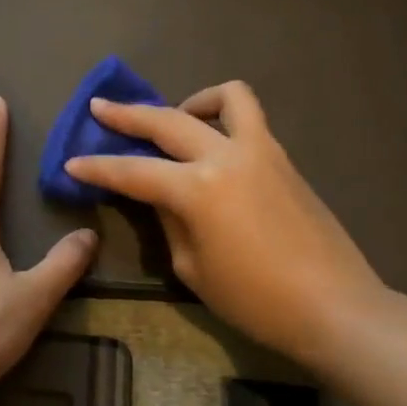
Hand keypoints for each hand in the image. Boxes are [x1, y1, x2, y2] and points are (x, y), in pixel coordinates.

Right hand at [64, 81, 386, 366]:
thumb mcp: (193, 267)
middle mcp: (226, 156)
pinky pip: (251, 119)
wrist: (335, 307)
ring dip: (192, 100)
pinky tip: (214, 144)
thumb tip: (160, 195)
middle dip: (127, 114)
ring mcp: (261, 150)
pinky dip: (226, 116)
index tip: (72, 162)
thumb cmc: (255, 301)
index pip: (133, 172)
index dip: (98, 168)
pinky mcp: (284, 158)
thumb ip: (170, 221)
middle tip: (100, 107)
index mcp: (198, 190)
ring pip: (226, 97)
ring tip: (177, 116)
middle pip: (167, 121)